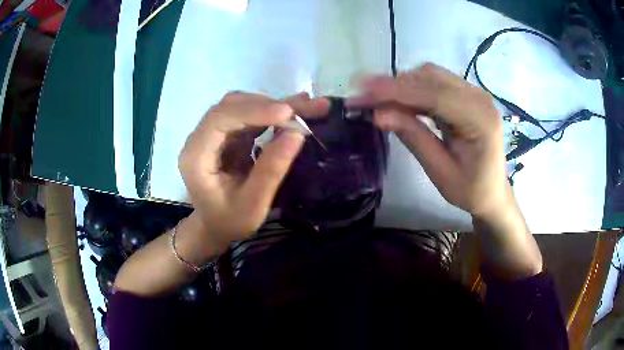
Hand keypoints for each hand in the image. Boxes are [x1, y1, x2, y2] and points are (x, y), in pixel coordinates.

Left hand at [179, 92, 329, 252]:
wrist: (216, 226)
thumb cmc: (230, 221)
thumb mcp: (252, 205)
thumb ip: (271, 170)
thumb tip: (297, 133)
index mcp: (196, 156)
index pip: (220, 119)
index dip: (253, 111)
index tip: (287, 112)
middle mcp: (201, 137)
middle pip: (232, 106)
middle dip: (270, 105)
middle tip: (307, 107)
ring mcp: (214, 133)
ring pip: (243, 106)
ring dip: (276, 105)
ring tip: (309, 106)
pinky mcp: (228, 134)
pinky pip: (251, 115)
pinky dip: (273, 112)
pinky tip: (296, 110)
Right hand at [348, 63, 541, 277]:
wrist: (492, 191)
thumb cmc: (470, 190)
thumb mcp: (440, 171)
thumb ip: (414, 138)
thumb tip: (378, 114)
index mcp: (480, 120)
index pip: (433, 95)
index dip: (395, 91)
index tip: (361, 90)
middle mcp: (479, 98)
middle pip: (430, 78)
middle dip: (393, 86)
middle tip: (361, 98)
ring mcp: (474, 93)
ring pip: (430, 75)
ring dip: (401, 85)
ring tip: (376, 101)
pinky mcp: (467, 94)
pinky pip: (435, 82)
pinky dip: (413, 88)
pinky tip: (398, 101)